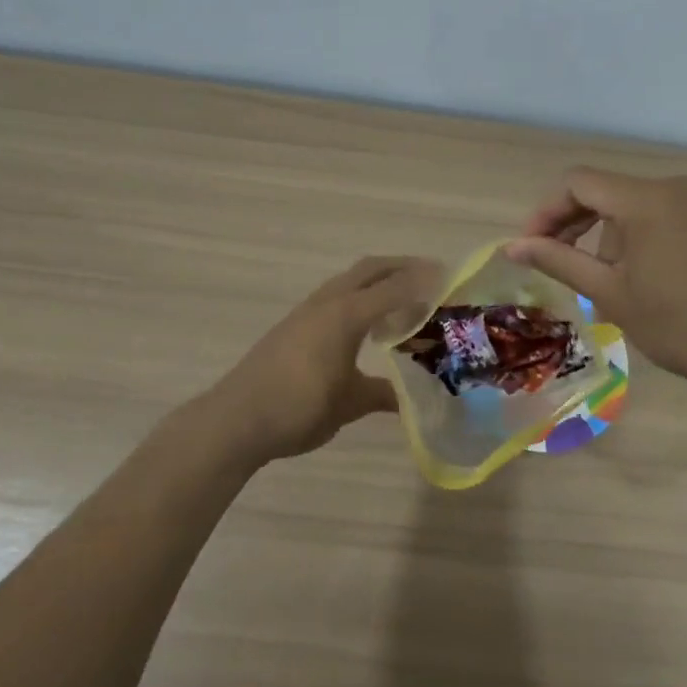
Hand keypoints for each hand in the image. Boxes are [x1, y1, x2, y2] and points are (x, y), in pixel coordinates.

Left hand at [203, 256, 441, 462]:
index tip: (450, 280)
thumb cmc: (299, 408)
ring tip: (402, 301)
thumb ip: (380, 394)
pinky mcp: (293, 324)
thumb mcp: (348, 404)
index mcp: (346, 315)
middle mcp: (328, 303)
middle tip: (432, 278)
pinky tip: (364, 326)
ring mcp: (307, 311)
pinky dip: (358, 297)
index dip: (424, 282)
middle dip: (402, 267)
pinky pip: (335, 296)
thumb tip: (408, 400)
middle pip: (370, 269)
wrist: (237, 419)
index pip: (394, 288)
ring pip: (350, 280)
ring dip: (378, 281)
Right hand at [506, 169, 686, 399]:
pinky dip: (633, 238)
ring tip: (599, 282)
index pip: (576, 183)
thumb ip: (559, 261)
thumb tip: (511, 246)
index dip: (545, 212)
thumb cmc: (681, 324)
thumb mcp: (610, 293)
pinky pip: (657, 216)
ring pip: (629, 205)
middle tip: (553, 262)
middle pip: (603, 191)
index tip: (530, 248)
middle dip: (571, 223)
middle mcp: (671, 187)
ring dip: (603, 235)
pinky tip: (635, 277)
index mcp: (644, 198)